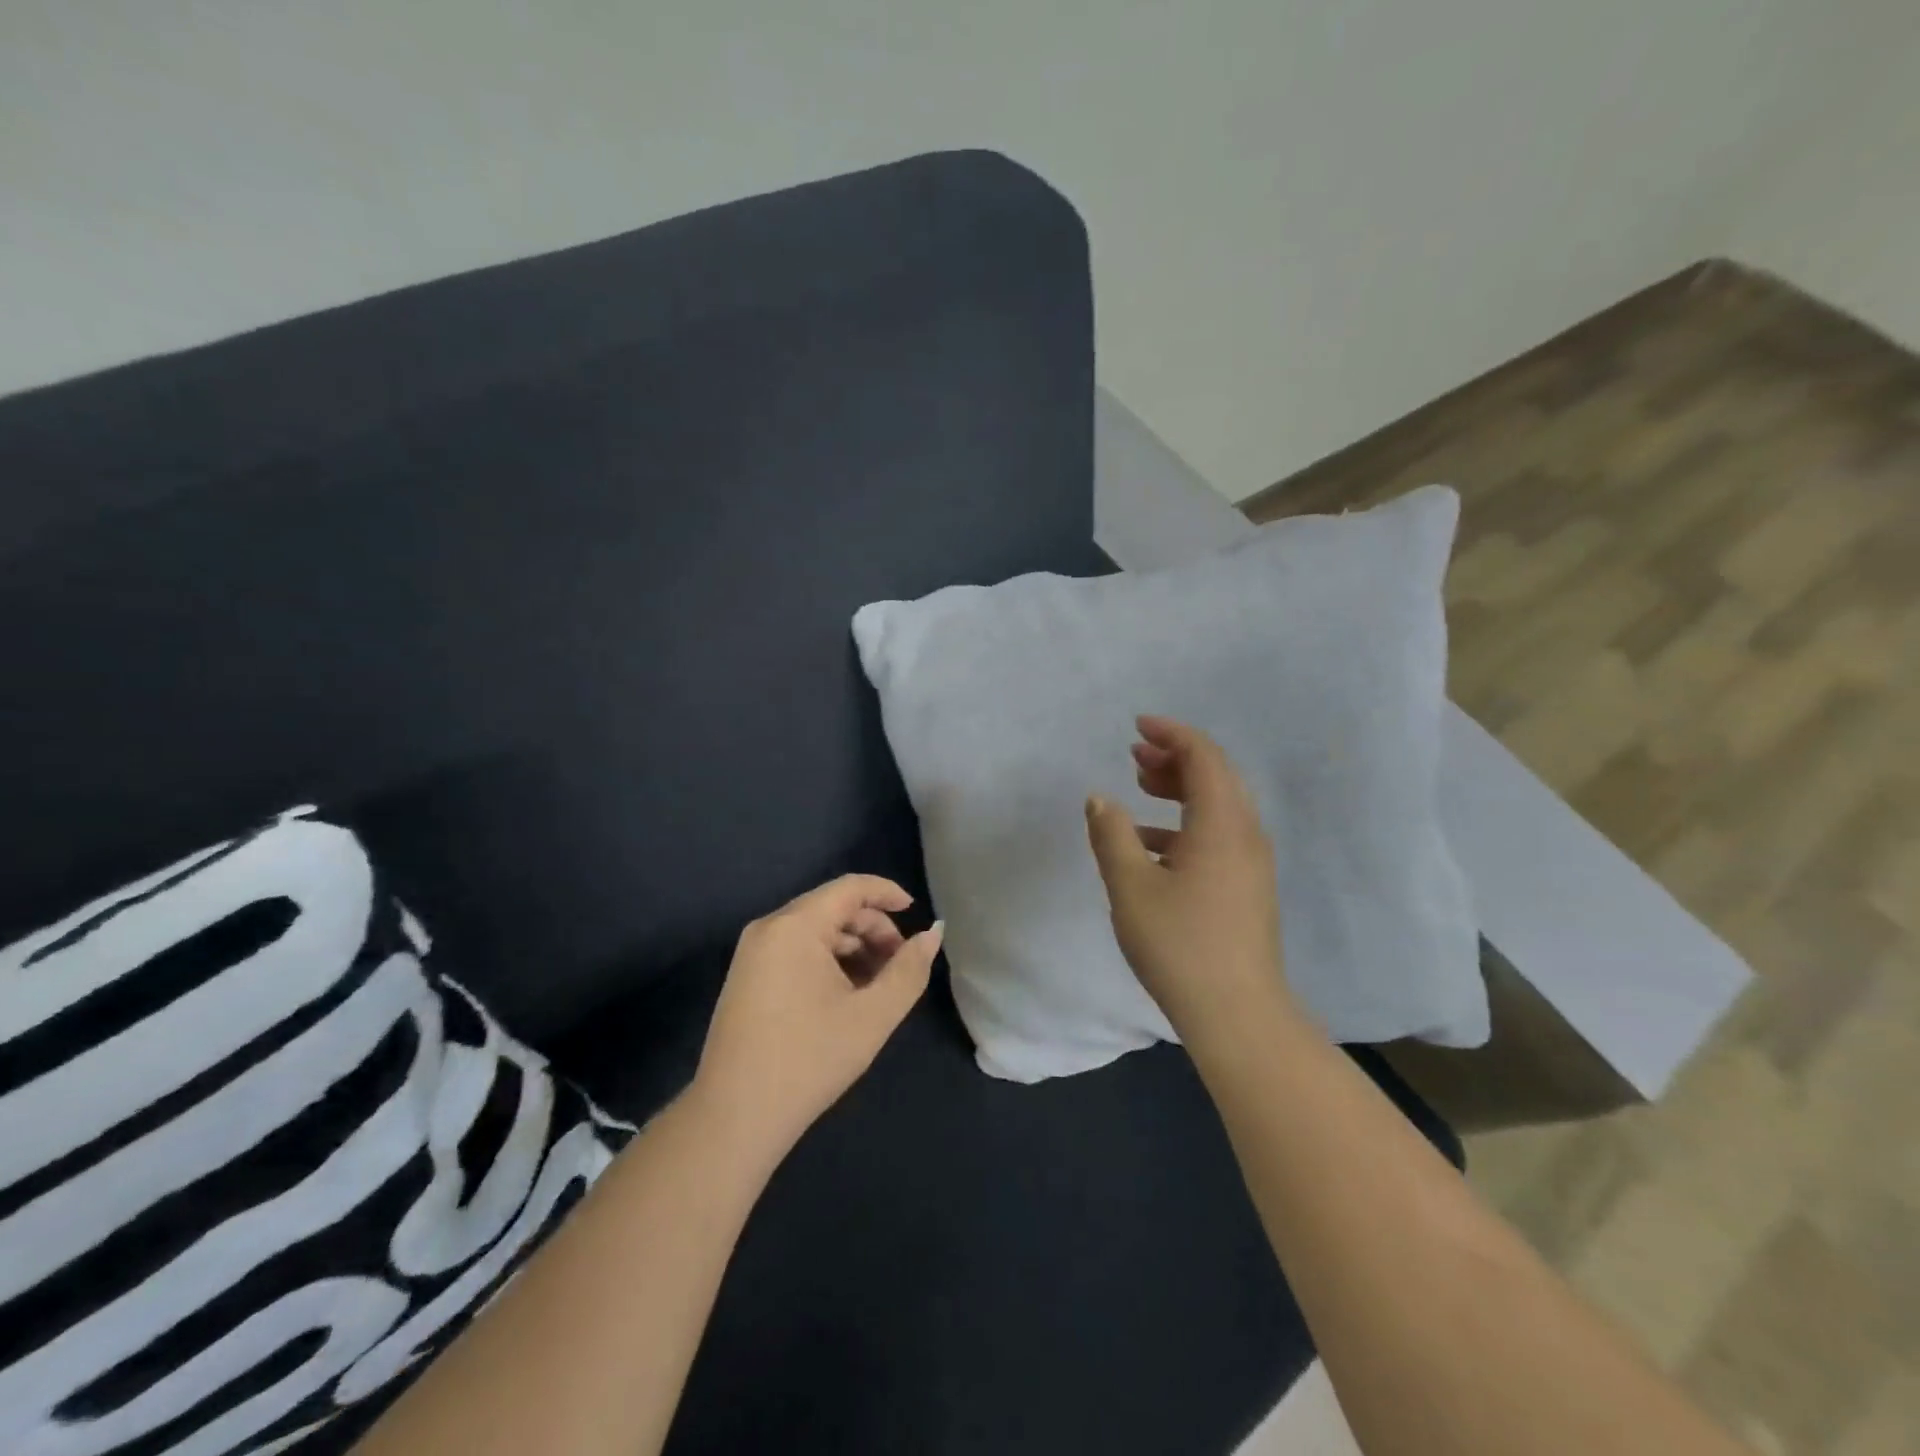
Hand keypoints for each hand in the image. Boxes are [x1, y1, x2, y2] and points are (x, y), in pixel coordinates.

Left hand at [692, 875, 942, 1163]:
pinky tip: (846, 996)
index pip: (850, 887)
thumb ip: (909, 970)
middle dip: (873, 929)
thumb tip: (933, 934)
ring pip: (815, 931)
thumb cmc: (809, 1060)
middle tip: (900, 964)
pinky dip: (828, 961)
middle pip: (832, 908)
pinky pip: (796, 950)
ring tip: (878, 985)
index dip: (887, 892)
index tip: (916, 911)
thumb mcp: (872, 1015)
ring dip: (853, 948)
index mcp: (795, 926)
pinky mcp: (746, 977)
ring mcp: (753, 953)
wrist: (734, 1118)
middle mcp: (769, 928)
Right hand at [1084, 715, 1295, 1048]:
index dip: (1172, 733)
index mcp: (1221, 824)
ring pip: (1218, 805)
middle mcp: (1245, 834)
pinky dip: (1185, 823)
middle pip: (1216, 776)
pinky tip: (1150, 843)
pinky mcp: (1248, 887)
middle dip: (1175, 757)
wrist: (1237, 1014)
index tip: (1138, 726)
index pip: (1204, 757)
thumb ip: (1111, 835)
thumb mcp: (1130, 887)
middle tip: (1135, 753)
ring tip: (1140, 785)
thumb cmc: (1179, 944)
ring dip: (1180, 788)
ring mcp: (1251, 863)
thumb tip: (1099, 799)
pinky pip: (1218, 834)